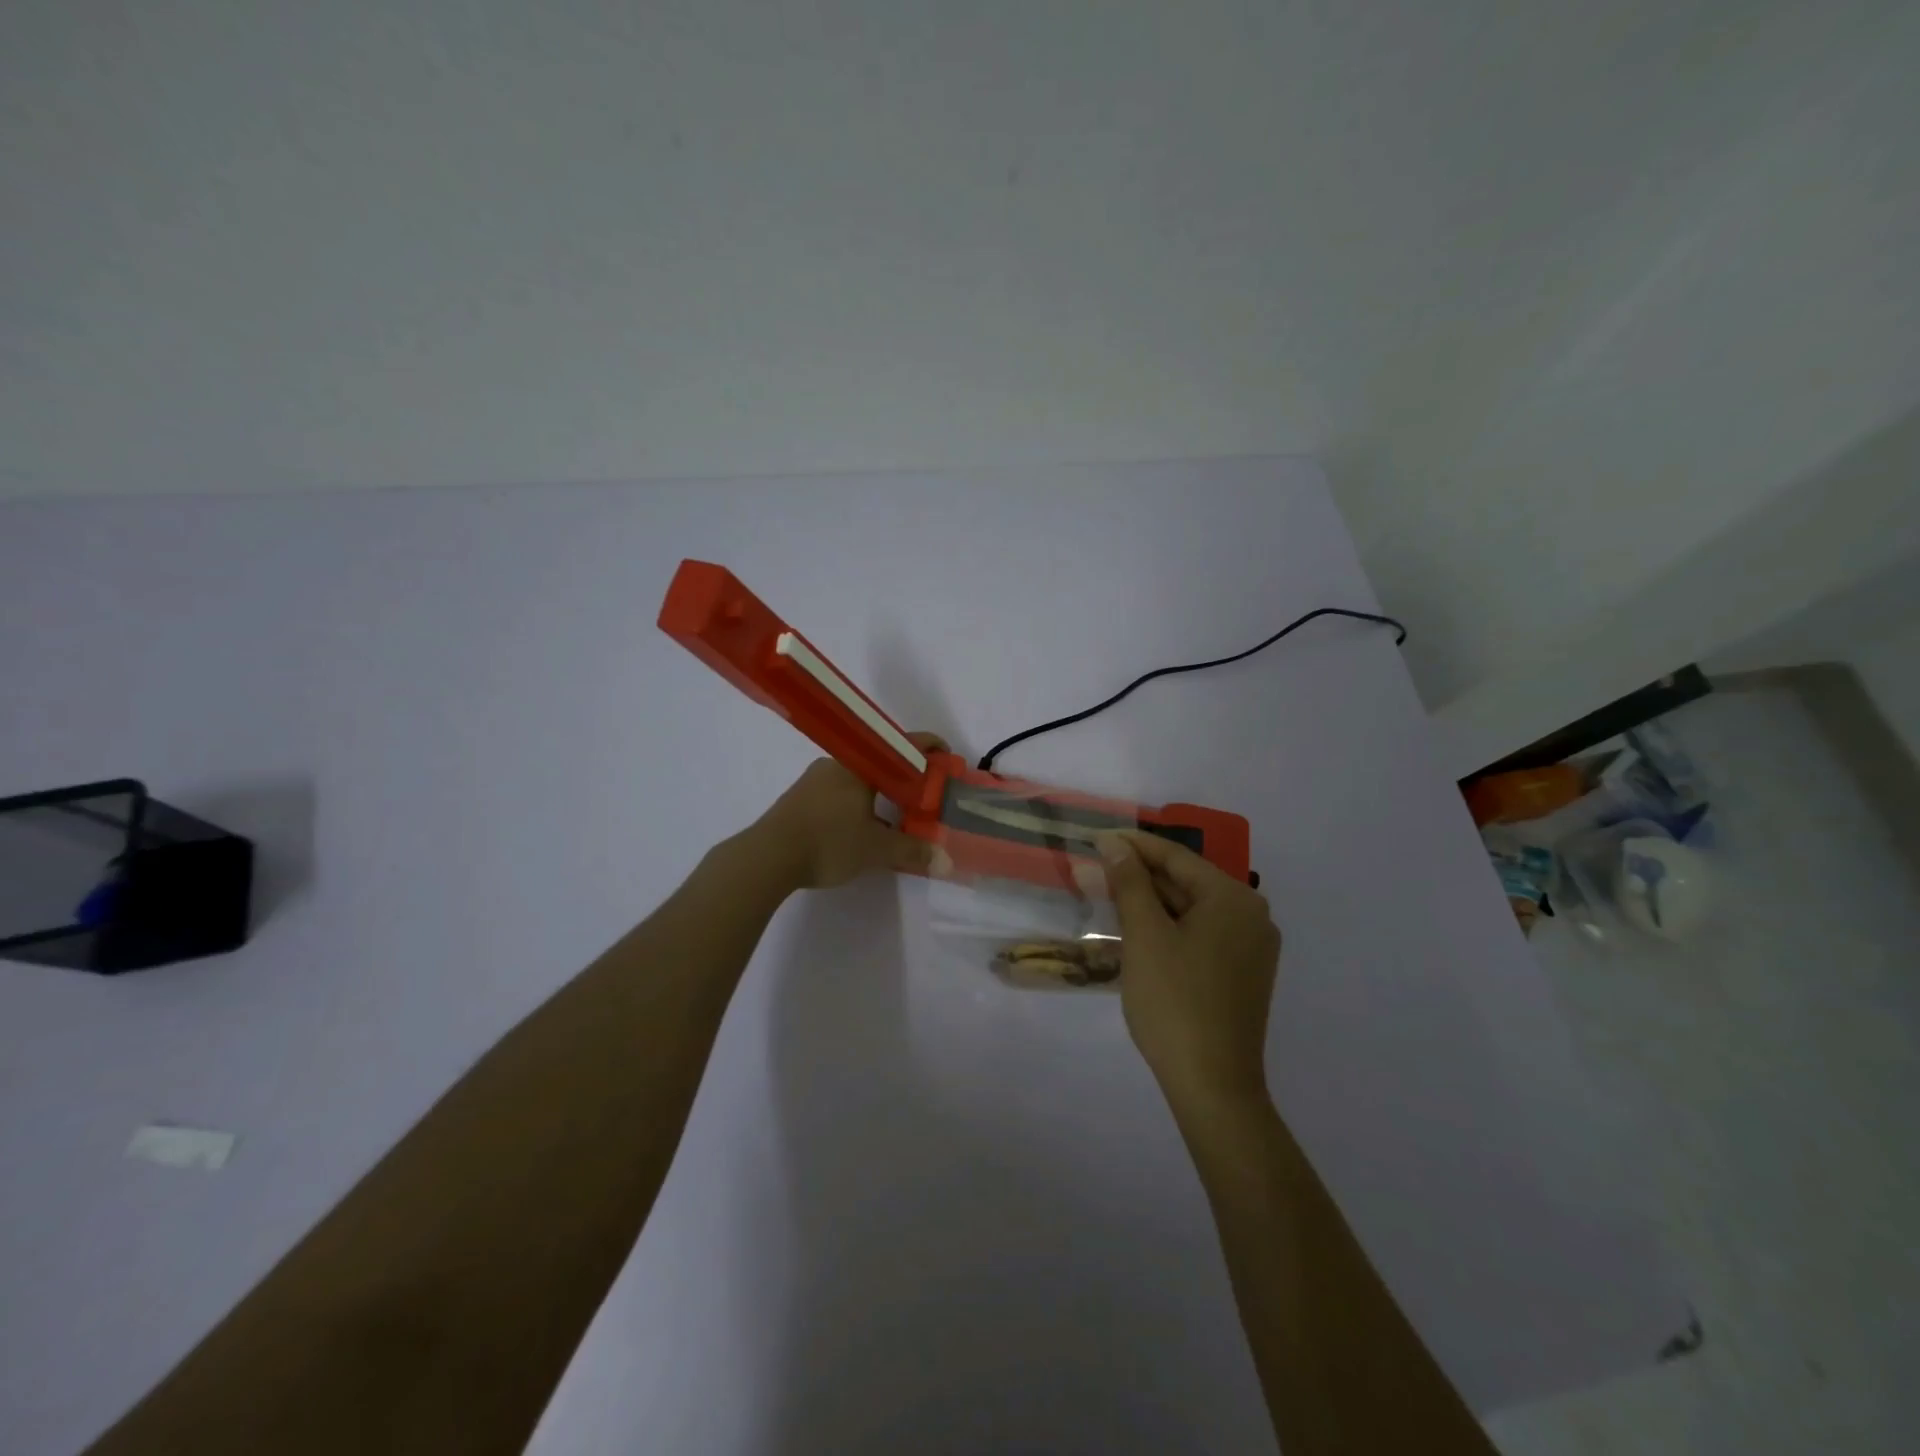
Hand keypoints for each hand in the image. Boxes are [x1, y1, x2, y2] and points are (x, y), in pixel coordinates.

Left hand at [751, 732, 948, 889]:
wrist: (766, 856)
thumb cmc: (827, 842)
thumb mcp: (876, 850)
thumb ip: (912, 852)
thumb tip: (946, 861)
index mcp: (859, 766)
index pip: (901, 746)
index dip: (928, 747)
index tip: (947, 755)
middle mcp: (837, 764)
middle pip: (879, 762)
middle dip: (903, 776)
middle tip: (922, 795)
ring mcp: (814, 780)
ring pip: (857, 779)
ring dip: (878, 794)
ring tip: (895, 817)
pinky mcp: (799, 799)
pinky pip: (838, 793)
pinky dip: (857, 804)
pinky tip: (860, 829)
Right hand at [1097, 830, 1281, 1107]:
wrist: (1213, 1086)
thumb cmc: (1175, 1002)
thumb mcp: (1145, 936)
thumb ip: (1130, 883)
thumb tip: (1115, 845)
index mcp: (1233, 899)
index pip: (1176, 858)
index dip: (1133, 846)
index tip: (1096, 838)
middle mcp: (1251, 916)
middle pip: (1186, 882)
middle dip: (1139, 876)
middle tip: (1095, 869)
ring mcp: (1250, 948)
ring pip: (1191, 910)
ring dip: (1150, 902)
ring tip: (1108, 896)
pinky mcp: (1242, 974)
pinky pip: (1200, 934)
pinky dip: (1168, 927)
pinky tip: (1136, 930)